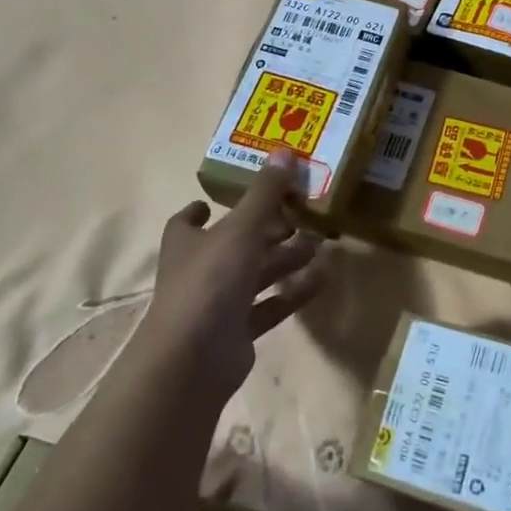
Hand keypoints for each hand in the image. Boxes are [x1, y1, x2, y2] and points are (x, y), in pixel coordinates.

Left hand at [141, 150, 327, 390]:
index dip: (203, 211)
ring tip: (320, 244)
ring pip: (256, 275)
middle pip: (235, 245)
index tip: (218, 202)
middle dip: (266, 231)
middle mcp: (199, 271)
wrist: (193, 359)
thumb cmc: (210, 280)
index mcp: (188, 243)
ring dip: (285, 260)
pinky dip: (293, 293)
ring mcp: (217, 304)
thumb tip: (284, 151)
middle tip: (299, 217)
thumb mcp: (241, 228)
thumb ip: (265, 193)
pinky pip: (270, 306)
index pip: (188, 222)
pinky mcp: (238, 332)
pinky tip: (323, 279)